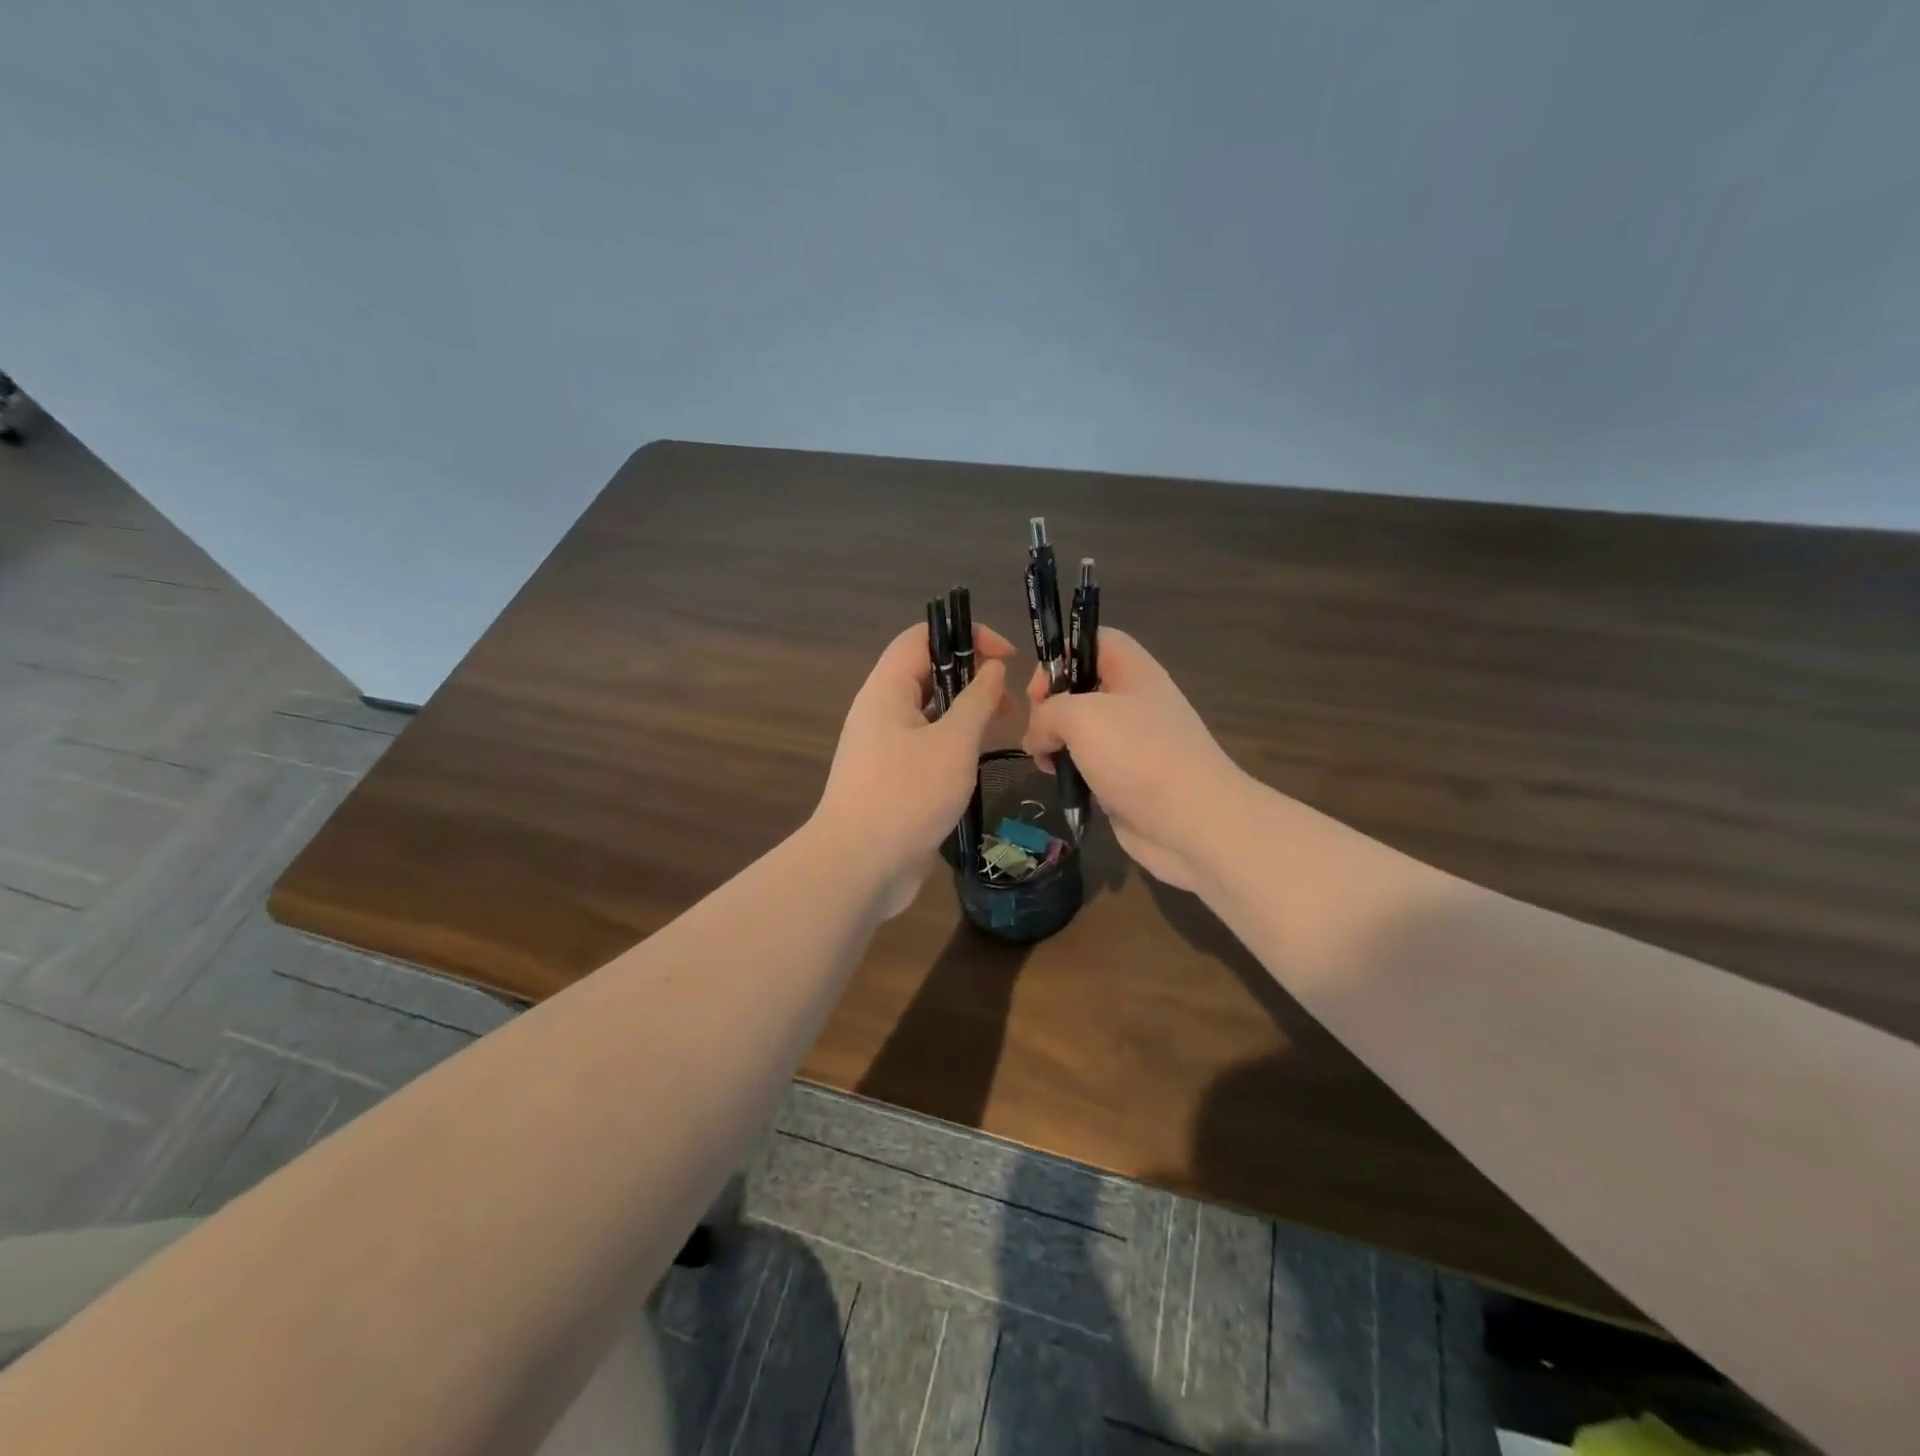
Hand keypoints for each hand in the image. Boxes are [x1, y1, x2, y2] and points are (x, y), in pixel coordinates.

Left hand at [814, 621, 1019, 916]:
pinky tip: (980, 762)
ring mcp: (884, 746)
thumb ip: (977, 701)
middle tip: (1011, 702)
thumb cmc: (907, 795)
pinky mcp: (892, 777)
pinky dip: (955, 744)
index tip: (1007, 657)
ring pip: (930, 712)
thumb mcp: (953, 743)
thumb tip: (993, 669)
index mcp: (887, 689)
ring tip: (1004, 730)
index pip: (923, 637)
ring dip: (967, 713)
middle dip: (972, 677)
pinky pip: (926, 745)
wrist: (859, 866)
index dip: (967, 635)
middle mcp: (881, 710)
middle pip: (928, 673)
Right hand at [1022, 627, 1246, 891]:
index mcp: (1132, 671)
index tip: (1040, 690)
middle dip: (1050, 706)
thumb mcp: (1080, 717)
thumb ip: (1046, 714)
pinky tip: (1063, 783)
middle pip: (1080, 685)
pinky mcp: (1125, 778)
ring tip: (1047, 763)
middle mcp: (1134, 700)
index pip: (1092, 639)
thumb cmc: (1138, 756)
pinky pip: (1088, 763)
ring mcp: (1132, 742)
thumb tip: (1037, 738)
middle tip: (1040, 732)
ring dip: (1056, 743)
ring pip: (1080, 729)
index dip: (1060, 654)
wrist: (1193, 823)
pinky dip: (1071, 771)